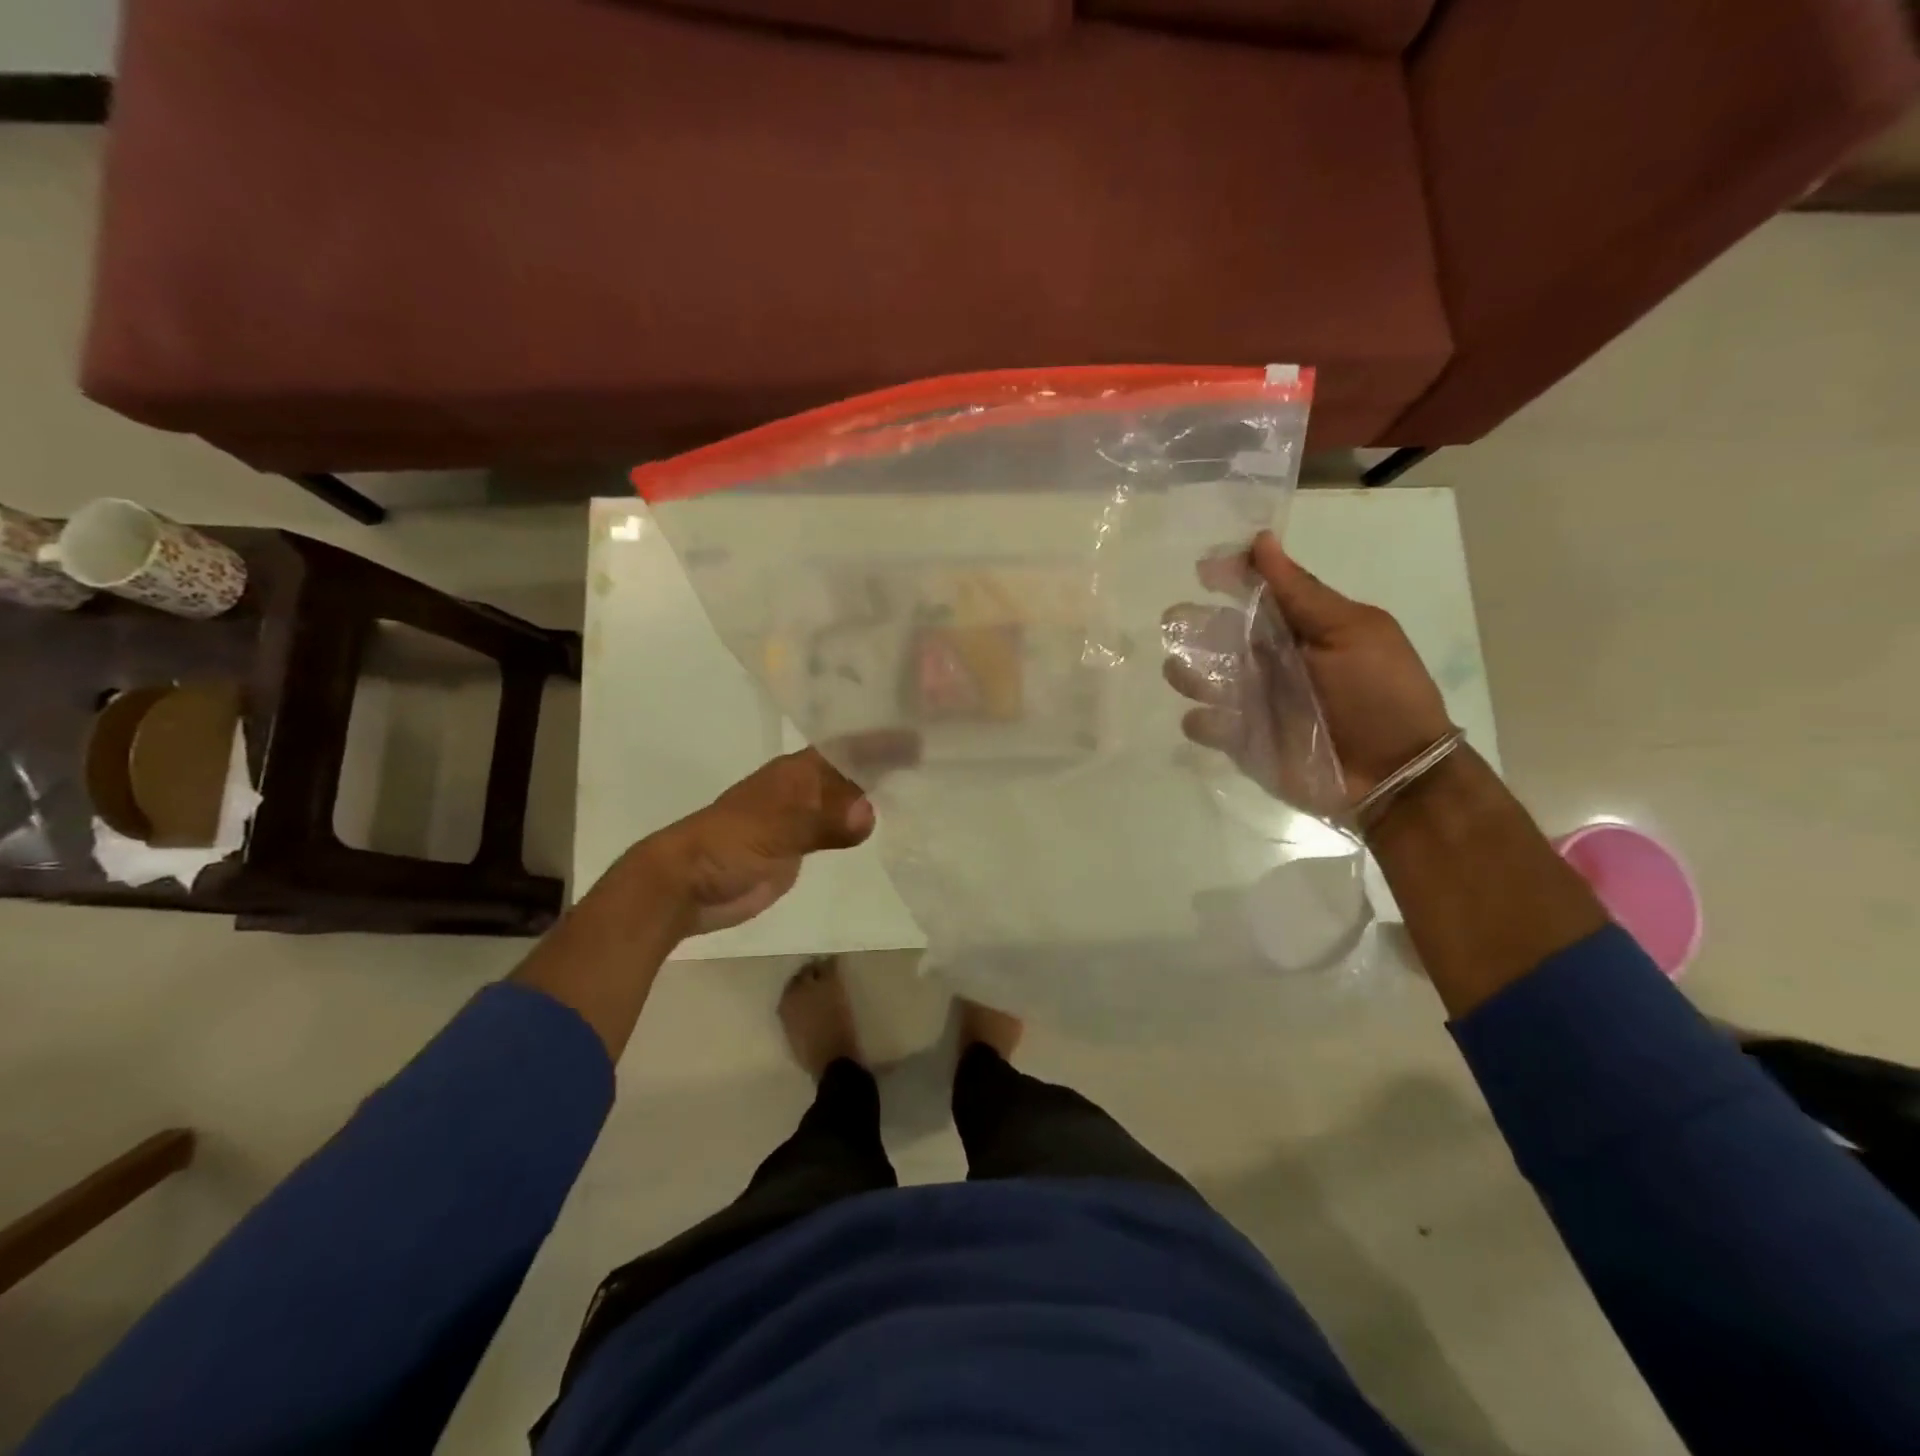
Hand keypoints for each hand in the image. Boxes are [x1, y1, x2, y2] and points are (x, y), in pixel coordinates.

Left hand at [629, 731, 917, 935]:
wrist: (684, 886)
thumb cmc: (724, 846)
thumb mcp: (772, 828)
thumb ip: (819, 820)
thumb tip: (870, 813)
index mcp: (794, 773)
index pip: (846, 748)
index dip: (880, 741)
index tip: (919, 736)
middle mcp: (801, 789)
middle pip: (850, 769)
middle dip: (885, 762)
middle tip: (932, 760)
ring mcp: (799, 818)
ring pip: (845, 798)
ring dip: (875, 791)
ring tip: (918, 786)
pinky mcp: (798, 847)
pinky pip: (837, 829)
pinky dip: (859, 824)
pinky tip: (881, 825)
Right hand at [1163, 531, 1452, 803]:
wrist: (1394, 775)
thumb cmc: (1381, 694)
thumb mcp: (1351, 632)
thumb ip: (1301, 592)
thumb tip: (1260, 540)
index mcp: (1296, 628)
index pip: (1254, 594)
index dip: (1228, 577)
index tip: (1203, 570)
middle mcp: (1267, 659)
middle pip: (1216, 635)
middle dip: (1191, 626)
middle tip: (1176, 623)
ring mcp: (1252, 701)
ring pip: (1201, 677)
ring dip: (1187, 671)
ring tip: (1187, 674)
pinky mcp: (1242, 740)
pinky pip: (1206, 725)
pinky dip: (1202, 720)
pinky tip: (1212, 720)